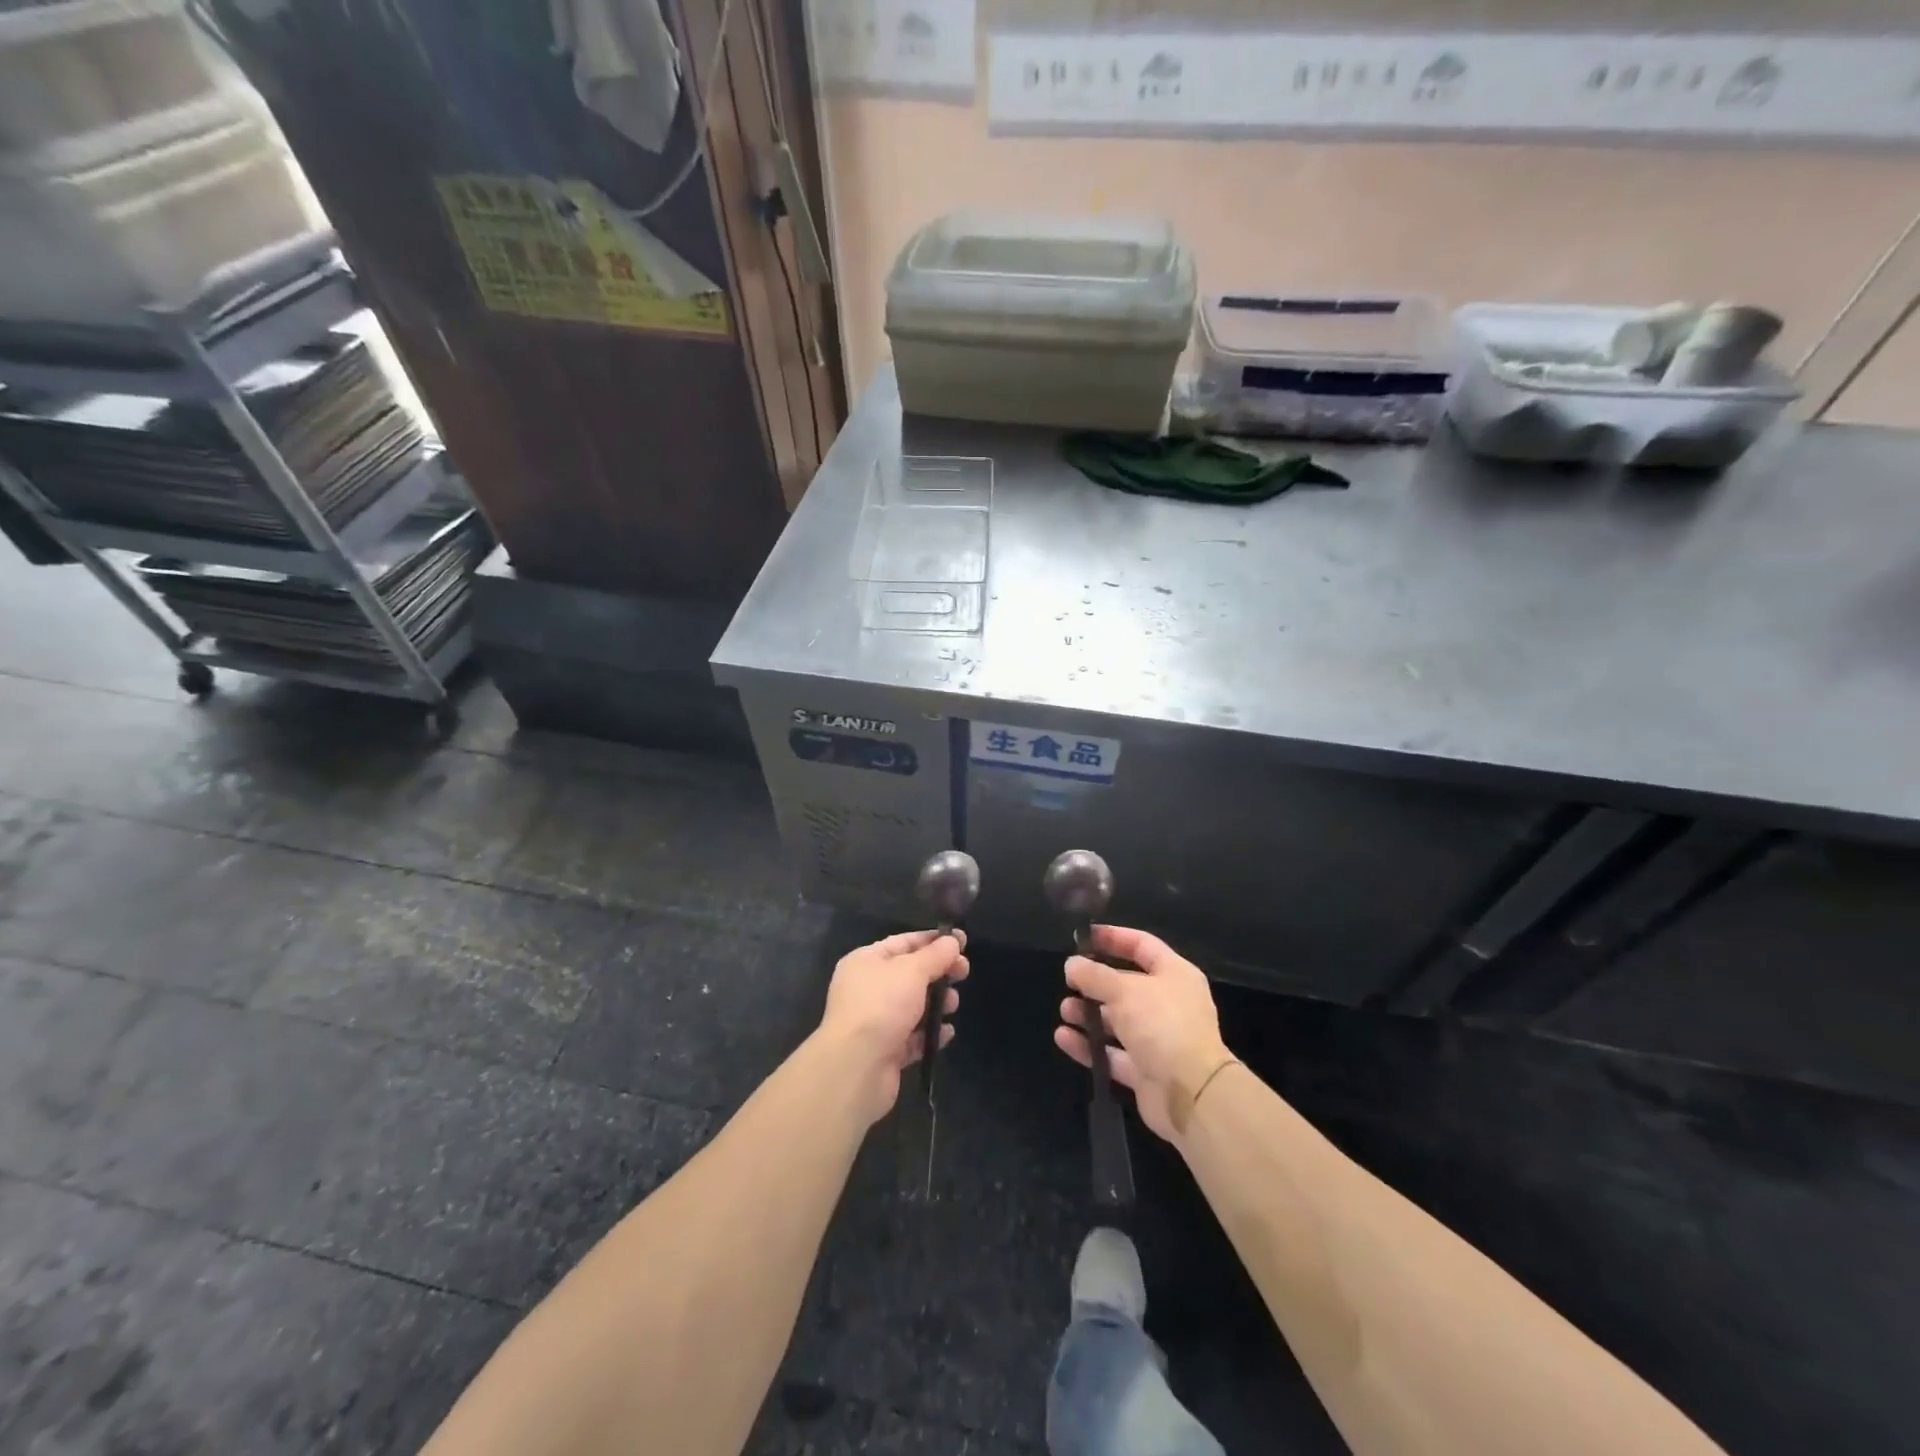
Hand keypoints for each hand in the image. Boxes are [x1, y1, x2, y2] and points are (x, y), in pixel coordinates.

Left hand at [820, 928, 968, 1124]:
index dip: (933, 940)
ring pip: (913, 1006)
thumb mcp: (912, 970)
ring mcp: (875, 1021)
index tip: (962, 942)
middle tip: (964, 973)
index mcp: (866, 961)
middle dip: (939, 972)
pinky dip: (930, 1034)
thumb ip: (936, 954)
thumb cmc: (881, 1005)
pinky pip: (913, 1037)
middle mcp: (867, 988)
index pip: (904, 942)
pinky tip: (946, 1033)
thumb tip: (953, 940)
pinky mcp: (885, 1051)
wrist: (856, 1067)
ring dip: (937, 1003)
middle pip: (910, 974)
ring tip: (953, 1005)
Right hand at [1054, 925, 1230, 1145]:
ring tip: (1064, 1010)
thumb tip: (1072, 965)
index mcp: (1174, 975)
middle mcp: (1168, 1004)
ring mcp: (1158, 1039)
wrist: (1193, 1094)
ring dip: (1089, 1014)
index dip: (1113, 938)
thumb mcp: (1124, 991)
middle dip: (1095, 982)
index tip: (1083, 936)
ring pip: (1117, 1021)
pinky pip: (1112, 1053)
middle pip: (1126, 985)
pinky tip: (1063, 1037)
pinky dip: (1089, 1046)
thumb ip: (1094, 975)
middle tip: (1068, 981)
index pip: (1142, 945)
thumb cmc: (1162, 1025)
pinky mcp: (1145, 1071)